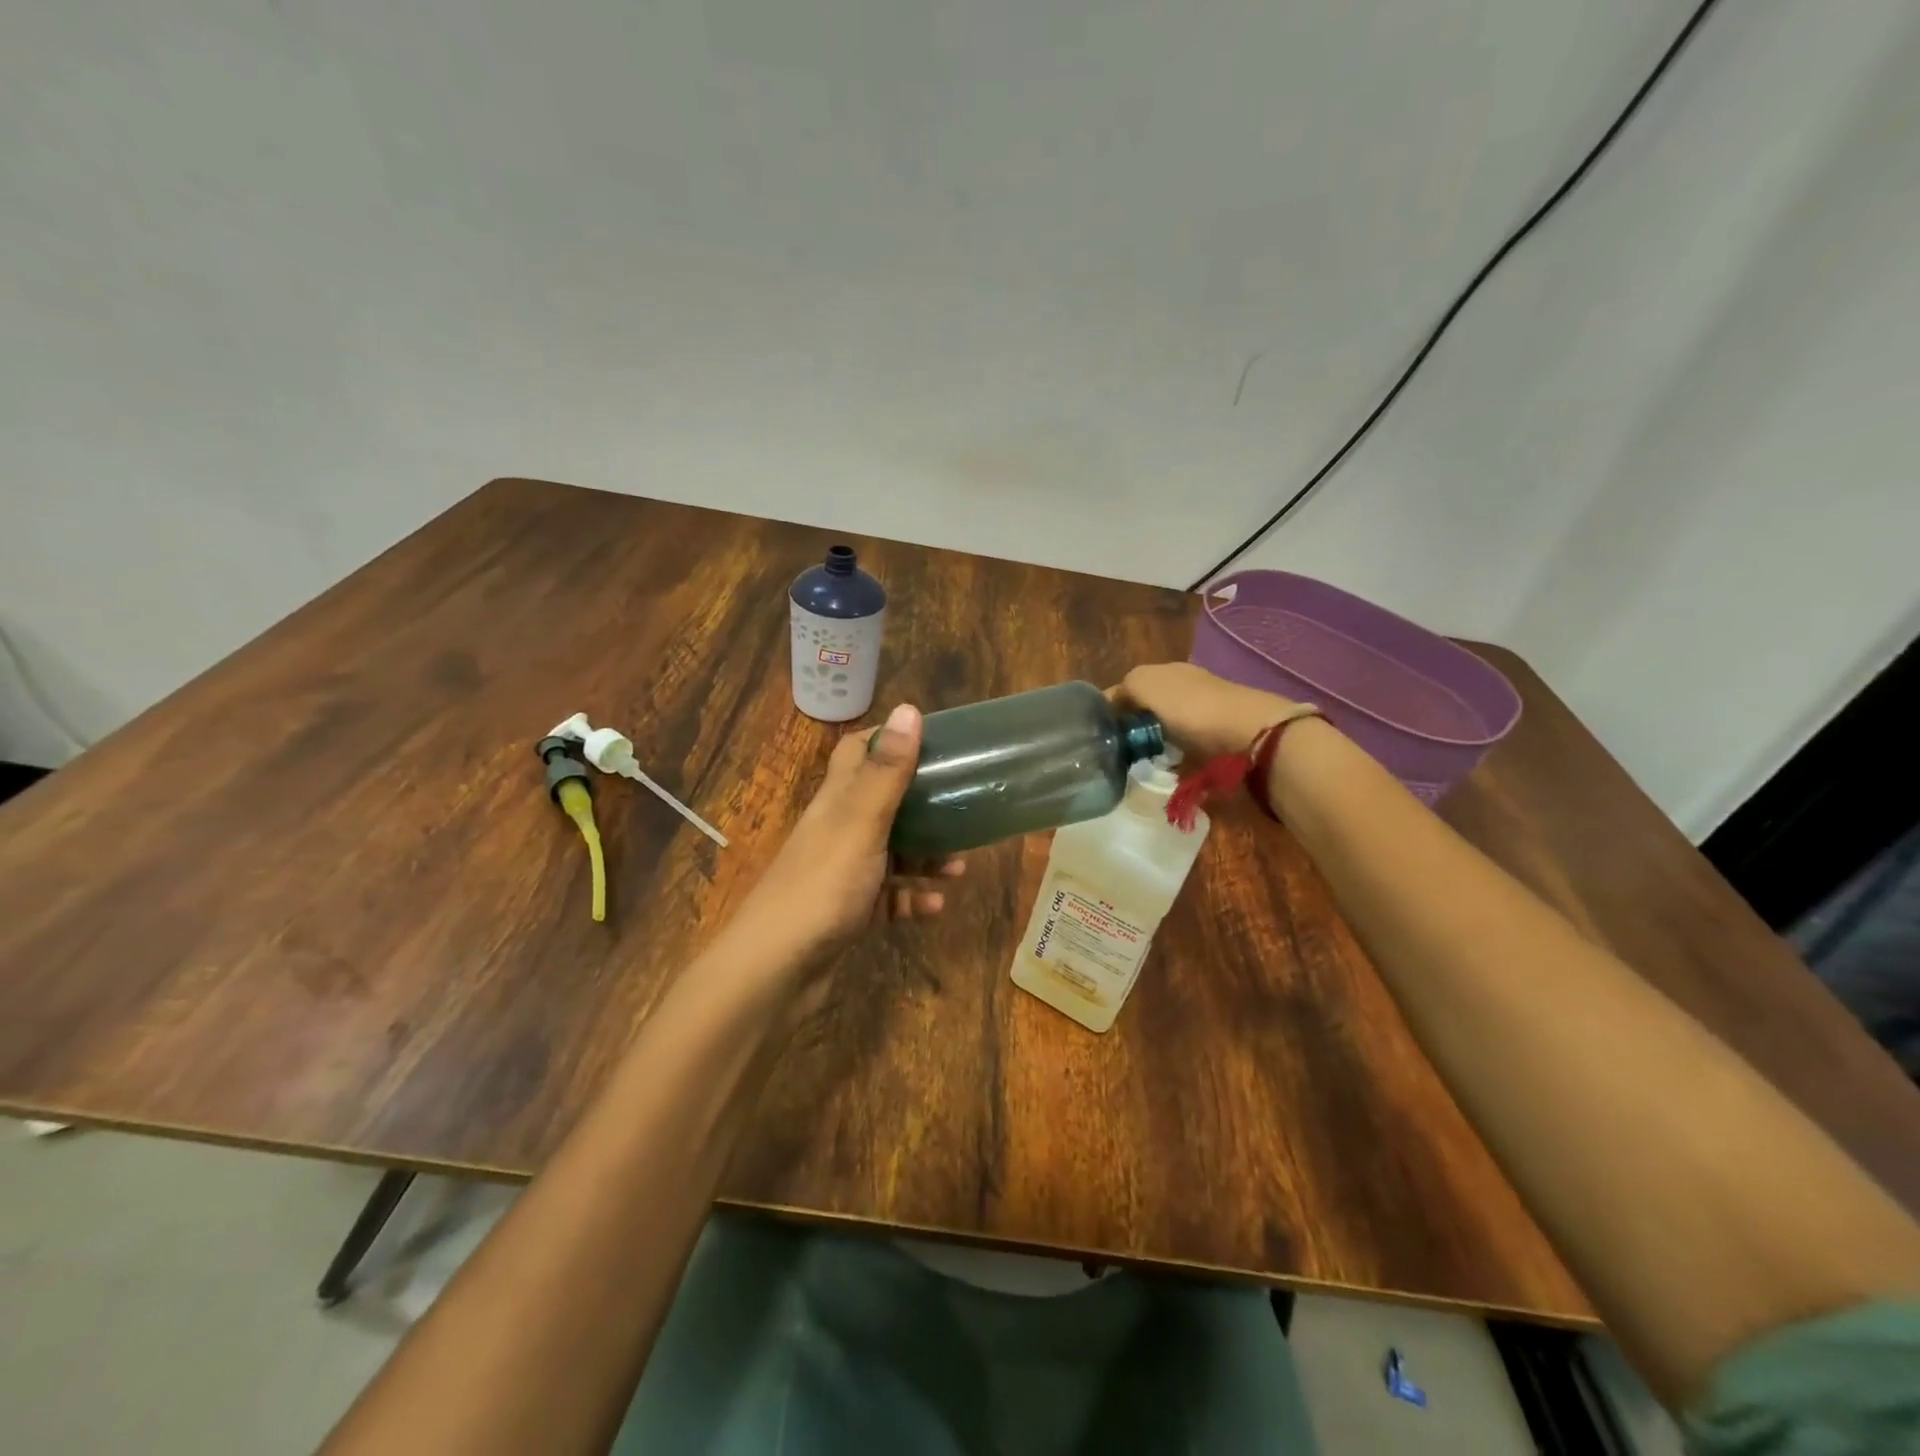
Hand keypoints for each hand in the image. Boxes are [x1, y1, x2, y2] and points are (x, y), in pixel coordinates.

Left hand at [744, 703, 964, 966]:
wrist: (774, 971)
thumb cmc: (821, 887)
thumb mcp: (860, 822)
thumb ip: (886, 771)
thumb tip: (909, 709)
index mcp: (836, 801)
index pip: (857, 752)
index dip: (891, 740)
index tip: (934, 742)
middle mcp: (837, 831)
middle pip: (882, 804)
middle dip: (922, 803)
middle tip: (962, 806)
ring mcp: (841, 874)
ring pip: (890, 853)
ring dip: (925, 856)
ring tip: (961, 866)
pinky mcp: (847, 913)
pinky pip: (887, 898)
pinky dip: (912, 898)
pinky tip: (937, 907)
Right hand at [1110, 662, 1297, 761]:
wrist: (1248, 735)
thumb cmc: (1190, 707)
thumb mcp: (1144, 684)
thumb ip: (1123, 689)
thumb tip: (1111, 703)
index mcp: (1168, 671)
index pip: (1131, 687)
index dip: (1113, 707)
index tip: (1100, 733)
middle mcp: (1188, 688)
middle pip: (1151, 709)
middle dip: (1136, 729)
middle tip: (1120, 752)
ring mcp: (1207, 716)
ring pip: (1169, 732)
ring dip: (1157, 747)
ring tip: (1143, 767)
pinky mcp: (1221, 743)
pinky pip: (1189, 753)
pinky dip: (1178, 762)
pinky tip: (1171, 773)